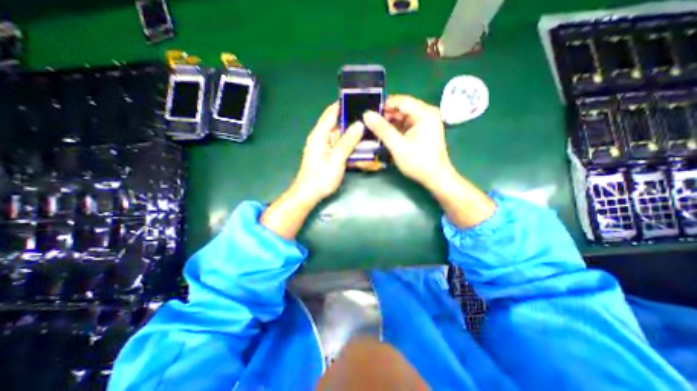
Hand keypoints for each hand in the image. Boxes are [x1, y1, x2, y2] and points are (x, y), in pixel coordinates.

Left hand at [292, 102, 364, 203]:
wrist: (309, 194)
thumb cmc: (321, 178)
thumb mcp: (336, 159)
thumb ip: (347, 141)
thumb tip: (359, 124)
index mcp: (319, 135)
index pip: (331, 112)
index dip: (344, 103)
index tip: (360, 99)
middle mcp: (321, 137)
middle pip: (337, 123)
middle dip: (352, 119)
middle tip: (370, 117)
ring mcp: (324, 147)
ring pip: (340, 134)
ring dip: (352, 132)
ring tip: (369, 129)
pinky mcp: (328, 155)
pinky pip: (340, 144)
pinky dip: (349, 143)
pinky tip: (360, 145)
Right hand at [363, 92, 454, 187]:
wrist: (435, 177)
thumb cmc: (418, 162)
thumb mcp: (397, 146)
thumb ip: (382, 129)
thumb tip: (367, 114)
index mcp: (424, 113)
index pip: (400, 101)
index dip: (383, 106)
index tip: (369, 115)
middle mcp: (427, 112)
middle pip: (402, 107)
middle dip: (386, 115)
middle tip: (371, 125)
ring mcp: (426, 121)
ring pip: (403, 116)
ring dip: (390, 122)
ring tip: (377, 131)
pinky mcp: (424, 129)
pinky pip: (407, 123)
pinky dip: (397, 128)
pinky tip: (387, 135)